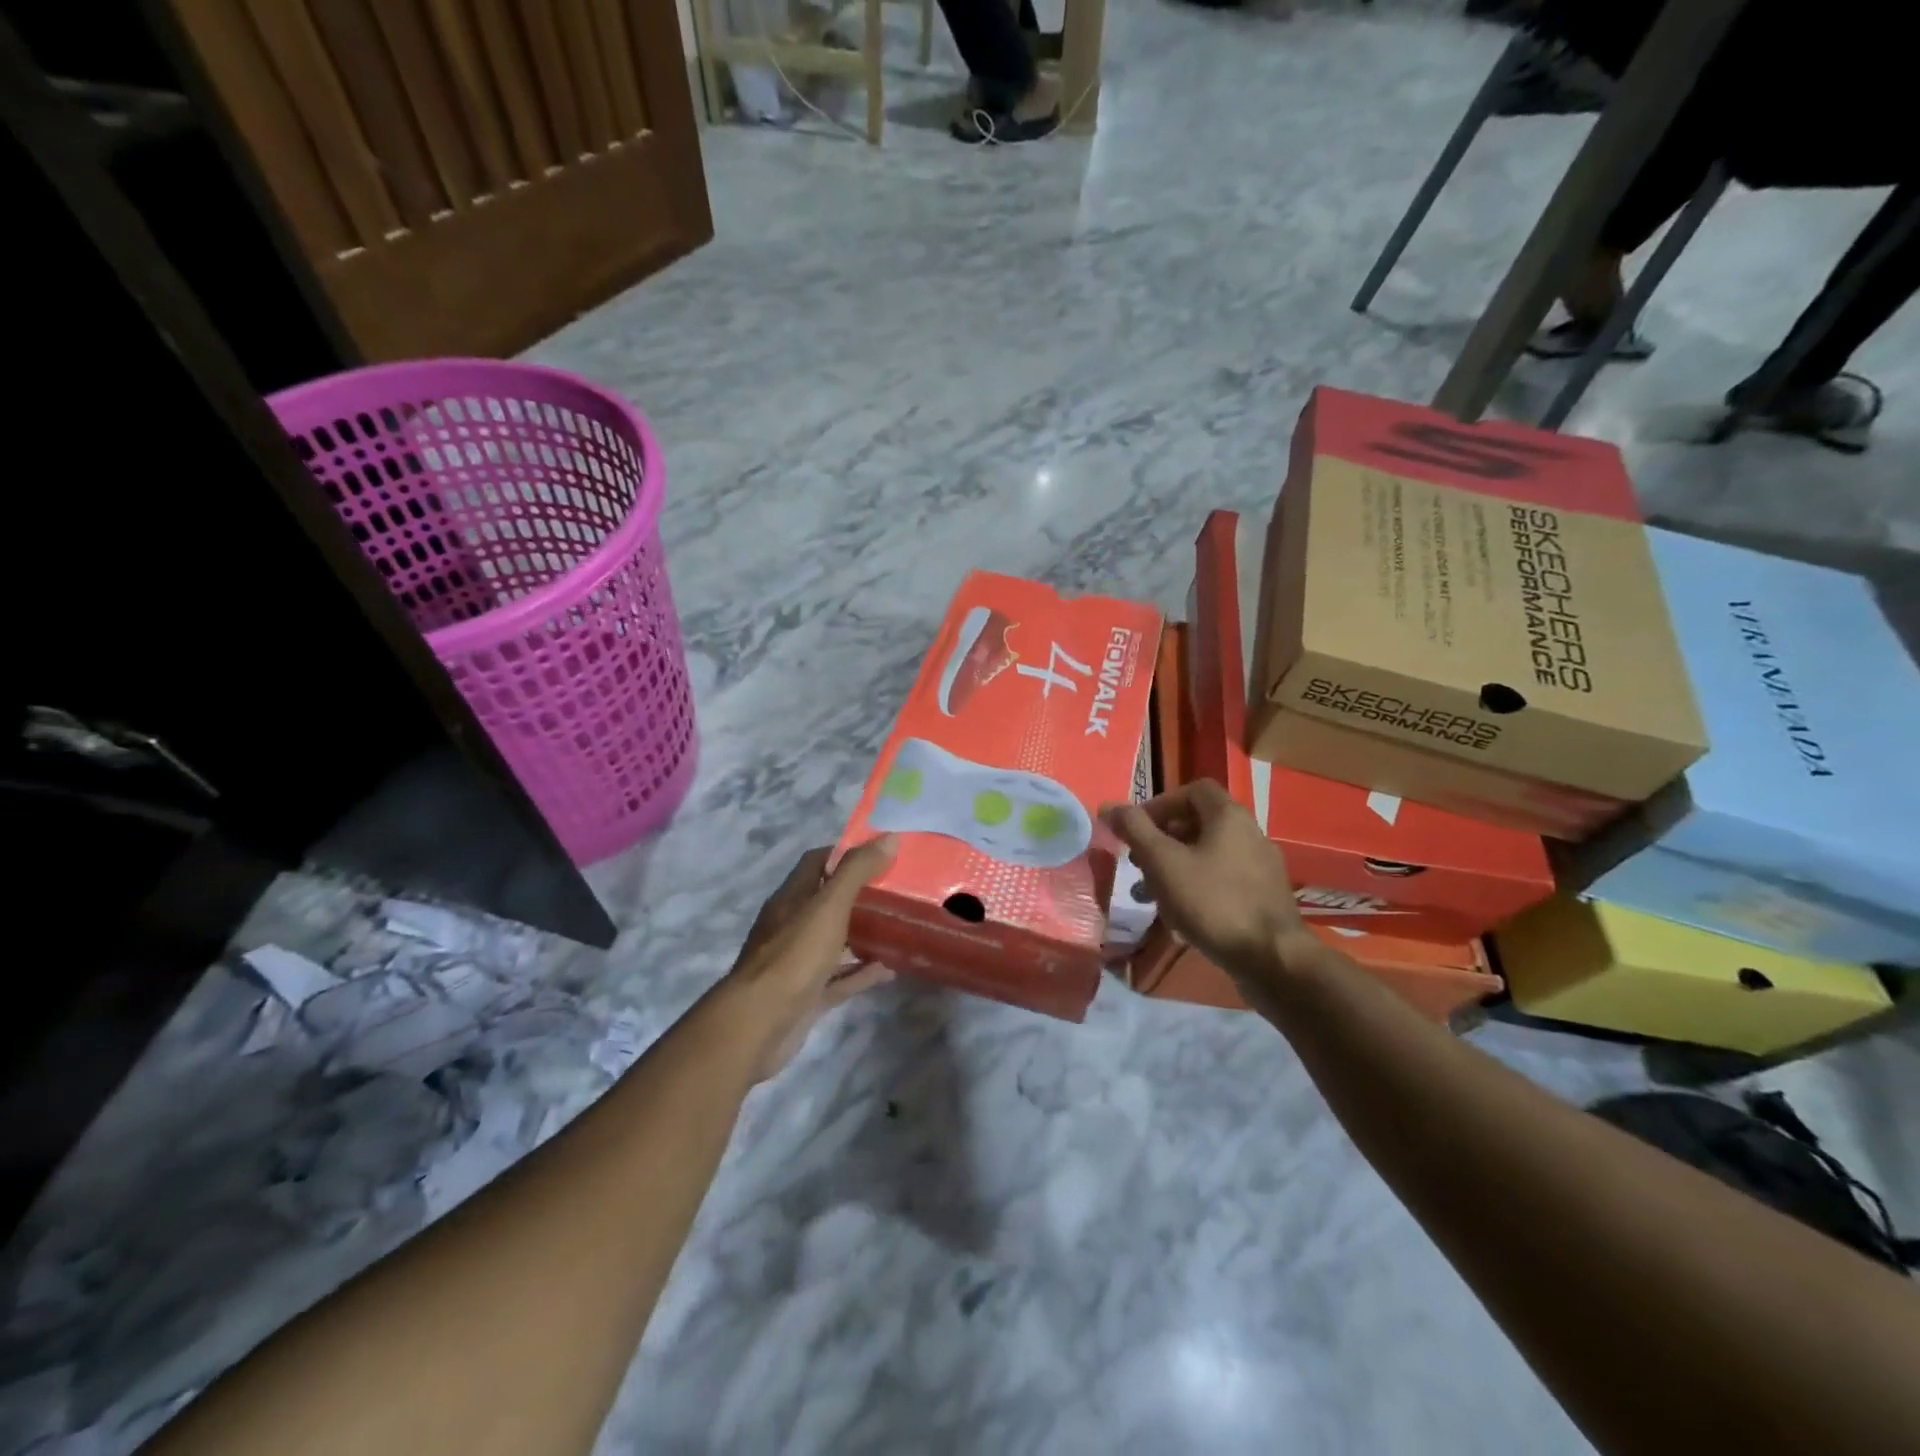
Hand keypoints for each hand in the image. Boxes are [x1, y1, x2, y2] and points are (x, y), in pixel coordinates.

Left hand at [722, 839, 897, 1081]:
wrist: (759, 1024)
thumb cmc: (794, 956)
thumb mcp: (829, 906)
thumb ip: (857, 872)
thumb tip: (889, 838)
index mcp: (792, 898)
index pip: (818, 862)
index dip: (847, 853)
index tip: (881, 852)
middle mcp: (792, 925)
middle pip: (828, 901)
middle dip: (861, 894)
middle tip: (899, 890)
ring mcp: (799, 962)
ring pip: (836, 940)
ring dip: (864, 933)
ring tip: (901, 926)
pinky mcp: (807, 994)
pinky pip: (840, 978)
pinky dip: (863, 972)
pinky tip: (890, 969)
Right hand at [1105, 781, 1316, 987]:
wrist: (1272, 959)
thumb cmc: (1212, 902)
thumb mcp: (1163, 862)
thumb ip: (1135, 830)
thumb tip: (1109, 806)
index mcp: (1229, 816)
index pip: (1193, 790)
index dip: (1161, 803)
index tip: (1137, 829)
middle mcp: (1250, 833)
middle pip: (1199, 823)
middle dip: (1163, 839)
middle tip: (1139, 863)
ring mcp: (1261, 867)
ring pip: (1209, 854)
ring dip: (1176, 867)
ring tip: (1150, 894)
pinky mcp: (1264, 897)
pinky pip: (1223, 880)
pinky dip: (1197, 887)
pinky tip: (1180, 915)